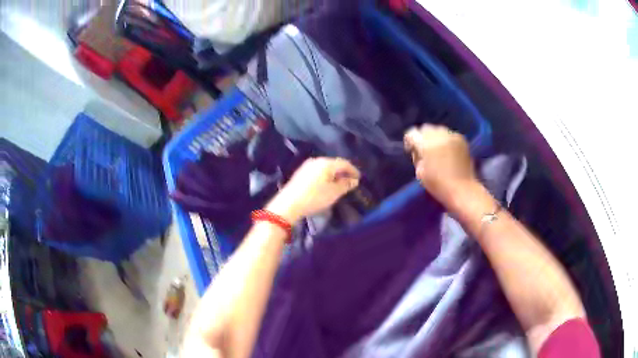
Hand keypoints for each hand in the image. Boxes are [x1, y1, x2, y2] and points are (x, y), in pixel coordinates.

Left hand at [266, 158, 359, 223]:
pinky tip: (326, 185)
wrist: (289, 204)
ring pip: (325, 168)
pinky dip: (325, 176)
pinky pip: (318, 171)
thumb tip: (354, 180)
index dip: (353, 170)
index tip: (359, 178)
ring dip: (333, 175)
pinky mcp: (301, 173)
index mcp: (326, 163)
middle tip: (350, 181)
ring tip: (339, 184)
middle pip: (334, 164)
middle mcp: (317, 160)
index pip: (344, 163)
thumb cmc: (314, 198)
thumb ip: (346, 185)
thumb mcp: (334, 193)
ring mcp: (307, 166)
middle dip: (343, 172)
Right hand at [404, 124, 476, 203]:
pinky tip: (447, 150)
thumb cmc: (438, 185)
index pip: (412, 133)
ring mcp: (452, 136)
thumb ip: (416, 156)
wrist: (462, 190)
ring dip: (435, 137)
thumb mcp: (420, 173)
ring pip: (438, 129)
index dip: (409, 141)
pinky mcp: (462, 139)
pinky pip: (449, 134)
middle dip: (422, 137)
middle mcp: (439, 135)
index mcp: (426, 144)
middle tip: (424, 149)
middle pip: (425, 128)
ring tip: (437, 149)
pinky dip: (446, 139)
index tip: (411, 150)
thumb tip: (417, 149)